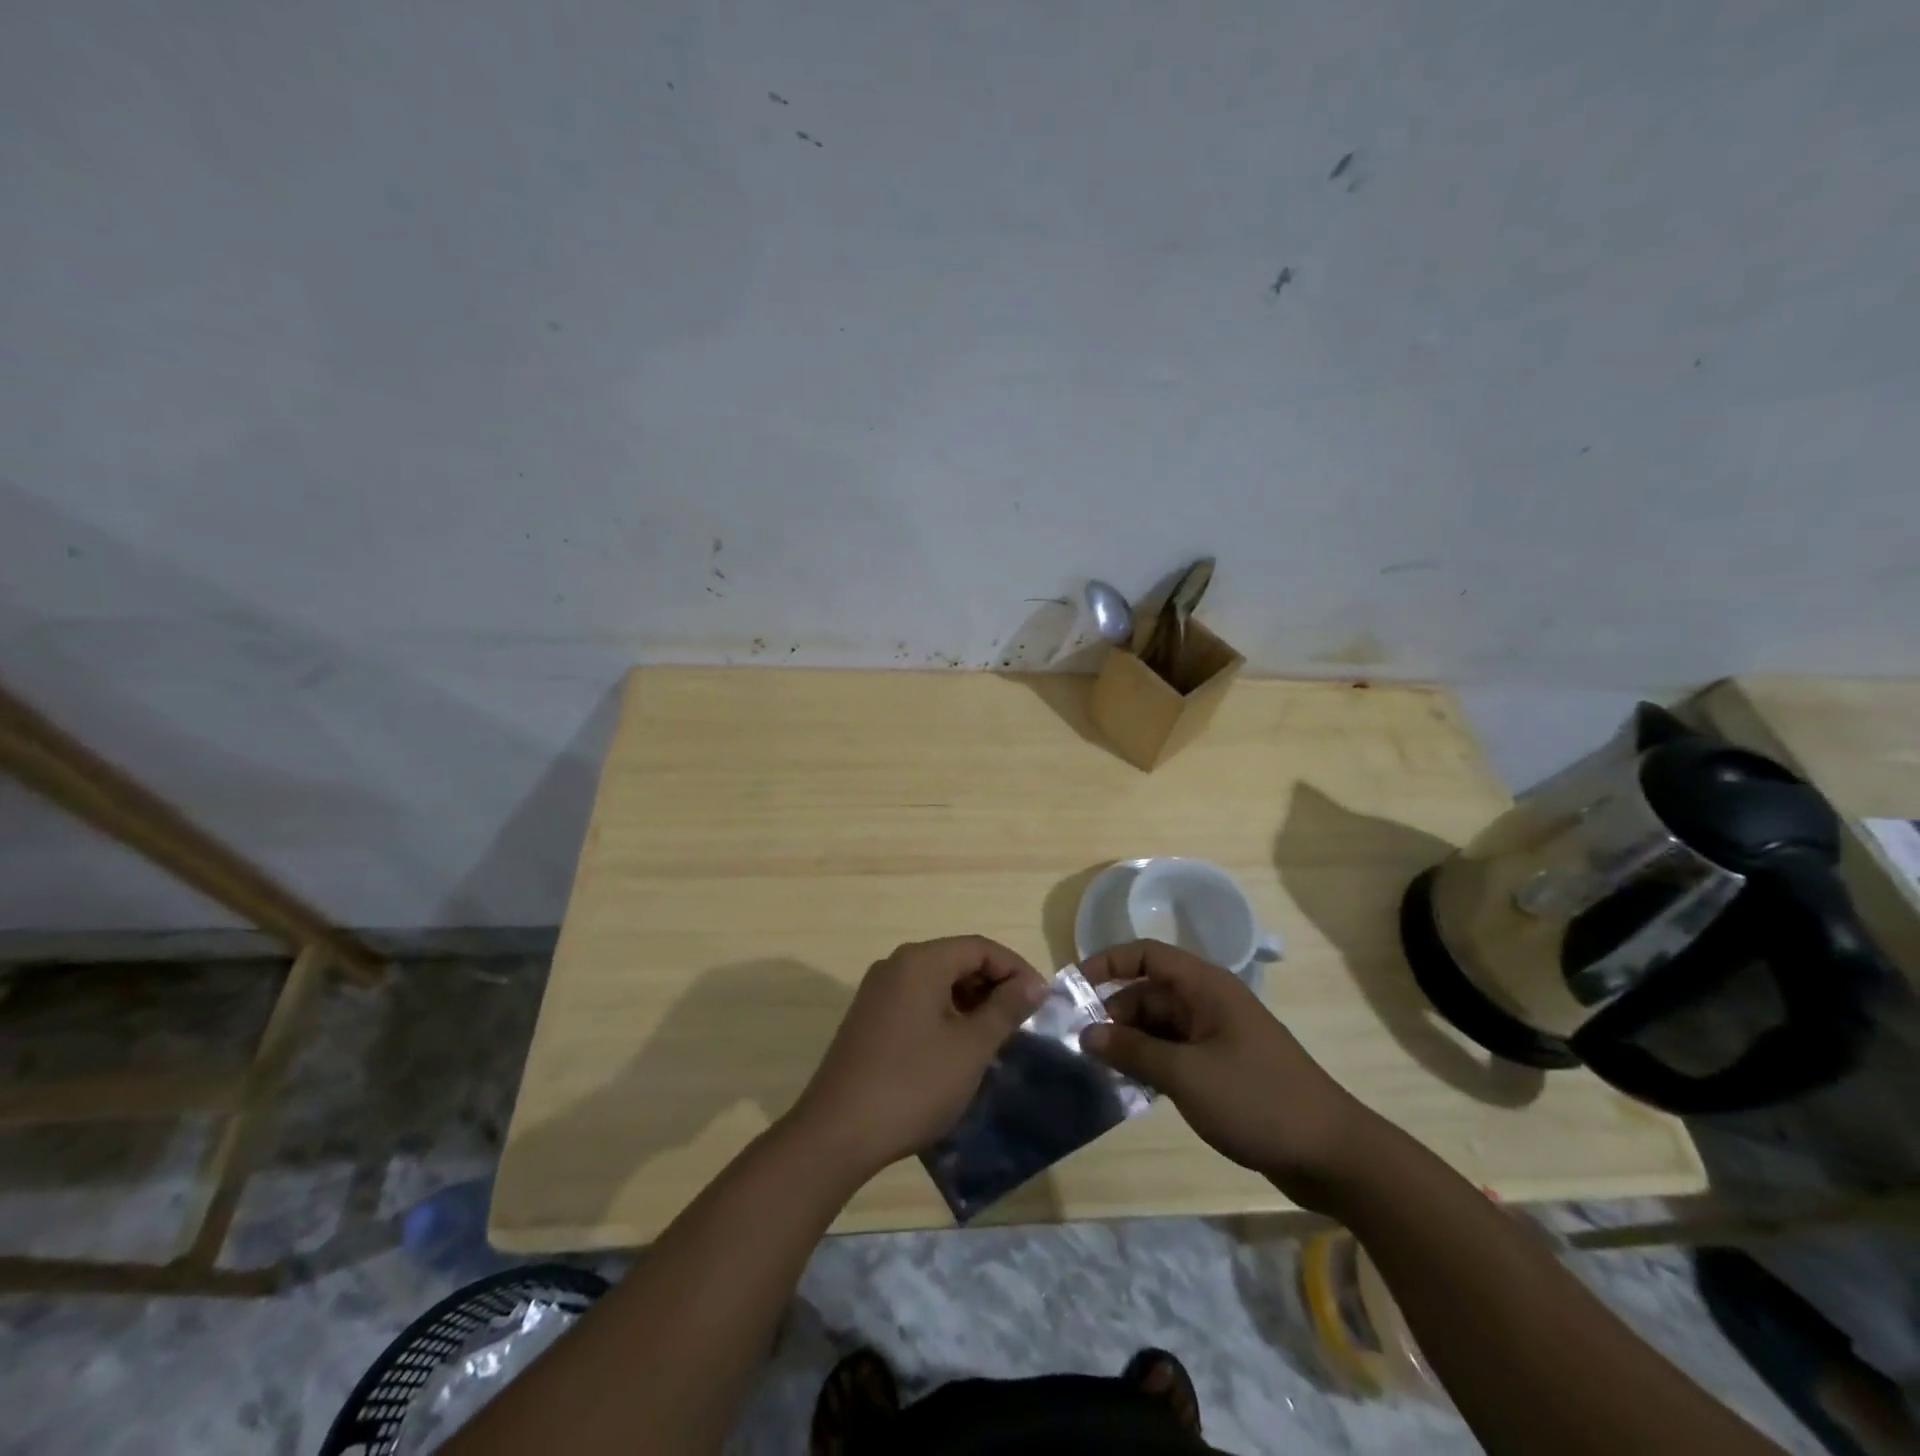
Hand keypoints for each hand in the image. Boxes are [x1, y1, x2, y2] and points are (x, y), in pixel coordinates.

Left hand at [789, 937, 1047, 1176]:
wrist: (837, 1132)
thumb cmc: (913, 1084)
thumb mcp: (970, 1047)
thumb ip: (1006, 1009)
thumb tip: (1034, 984)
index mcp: (920, 961)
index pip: (980, 947)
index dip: (1016, 969)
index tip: (1041, 1001)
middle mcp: (896, 965)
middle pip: (956, 960)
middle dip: (993, 985)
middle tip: (1021, 1021)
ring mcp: (877, 991)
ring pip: (936, 982)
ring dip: (970, 1002)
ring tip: (994, 1038)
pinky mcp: (868, 1018)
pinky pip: (917, 1001)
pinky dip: (945, 1014)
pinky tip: (958, 1048)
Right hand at [1079, 941, 1381, 1210]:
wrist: (1332, 1154)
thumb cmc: (1257, 1100)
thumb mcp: (1185, 1075)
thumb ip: (1132, 1051)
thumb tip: (1086, 1034)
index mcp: (1205, 986)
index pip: (1145, 954)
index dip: (1107, 963)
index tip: (1073, 988)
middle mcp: (1209, 1002)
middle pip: (1149, 992)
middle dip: (1113, 1013)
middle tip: (1078, 1044)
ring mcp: (1217, 1035)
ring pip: (1160, 1025)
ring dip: (1130, 1042)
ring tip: (1097, 1068)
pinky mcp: (1223, 1066)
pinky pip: (1175, 1052)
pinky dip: (1151, 1062)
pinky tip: (1130, 1087)